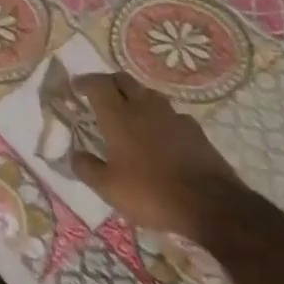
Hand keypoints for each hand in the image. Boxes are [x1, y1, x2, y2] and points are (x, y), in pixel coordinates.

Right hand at [70, 71, 242, 234]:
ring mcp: (172, 116)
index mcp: (119, 117)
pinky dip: (157, 115)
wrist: (209, 204)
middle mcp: (144, 108)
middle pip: (124, 80)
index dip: (85, 82)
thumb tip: (73, 154)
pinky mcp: (193, 129)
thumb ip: (87, 168)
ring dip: (133, 96)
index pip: (98, 85)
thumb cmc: (150, 193)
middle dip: (108, 82)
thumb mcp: (109, 188)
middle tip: (99, 93)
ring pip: (148, 93)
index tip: (76, 86)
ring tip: (127, 111)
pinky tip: (158, 132)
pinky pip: (169, 113)